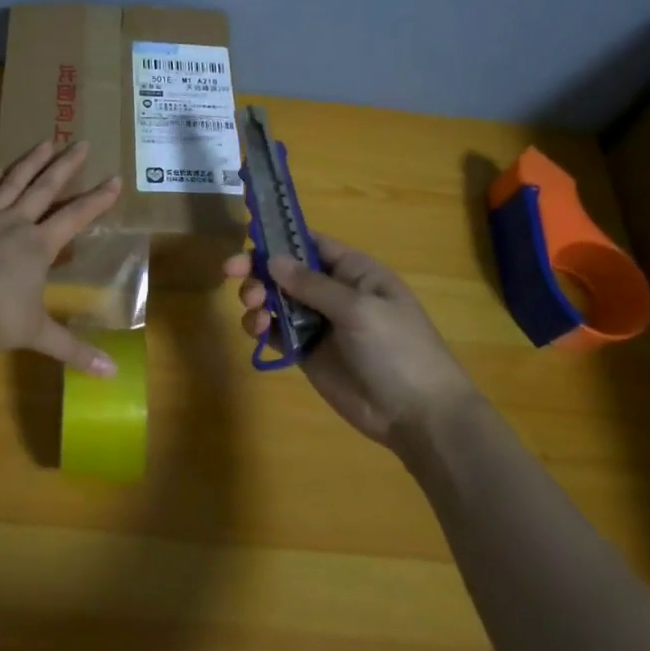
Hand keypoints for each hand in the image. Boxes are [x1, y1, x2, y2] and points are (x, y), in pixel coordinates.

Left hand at [0, 139, 123, 374]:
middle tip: (80, 142)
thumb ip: (74, 350)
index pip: (75, 216)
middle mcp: (15, 224)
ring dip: (30, 162)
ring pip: (11, 183)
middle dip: (65, 165)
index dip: (97, 199)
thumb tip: (112, 375)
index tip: (115, 178)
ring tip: (45, 141)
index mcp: (38, 246)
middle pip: (44, 188)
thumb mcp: (38, 335)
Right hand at [226, 235, 477, 447]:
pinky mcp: (308, 353)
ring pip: (277, 299)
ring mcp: (320, 323)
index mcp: (355, 272)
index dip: (280, 236)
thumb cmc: (398, 350)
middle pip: (287, 270)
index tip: (246, 234)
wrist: (418, 415)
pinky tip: (259, 329)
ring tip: (254, 308)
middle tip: (231, 272)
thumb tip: (272, 259)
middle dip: (258, 268)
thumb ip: (313, 284)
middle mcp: (334, 292)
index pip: (311, 242)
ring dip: (258, 297)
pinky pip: (278, 332)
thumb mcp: (359, 310)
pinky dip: (262, 326)